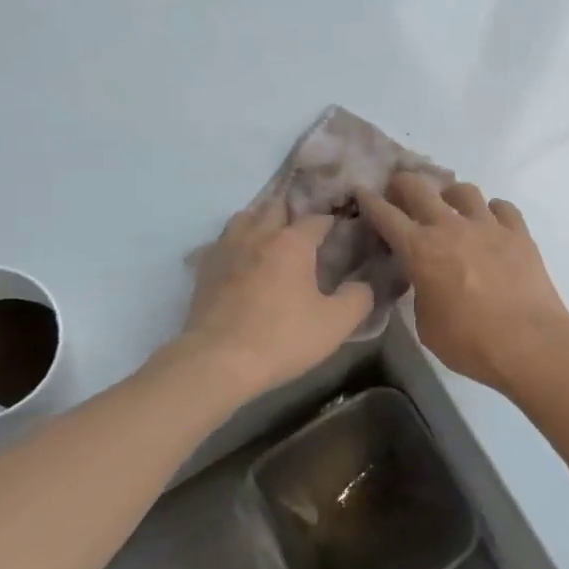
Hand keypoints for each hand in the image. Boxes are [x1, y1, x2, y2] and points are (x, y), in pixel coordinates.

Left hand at [175, 199, 375, 398]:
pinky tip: (242, 259)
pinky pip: (223, 241)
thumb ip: (358, 298)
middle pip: (277, 207)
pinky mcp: (205, 268)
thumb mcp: (335, 324)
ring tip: (272, 238)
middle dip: (294, 213)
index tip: (341, 232)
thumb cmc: (281, 338)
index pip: (317, 219)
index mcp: (292, 242)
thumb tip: (364, 283)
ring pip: (245, 217)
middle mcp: (258, 235)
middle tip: (307, 231)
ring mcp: (227, 248)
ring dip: (261, 220)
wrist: (217, 360)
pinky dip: (236, 242)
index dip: (332, 222)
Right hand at [356, 173, 568, 394]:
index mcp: (420, 249)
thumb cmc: (469, 342)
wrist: (529, 343)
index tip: (361, 191)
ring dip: (450, 195)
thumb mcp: (426, 324)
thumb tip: (426, 281)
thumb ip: (421, 293)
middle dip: (403, 184)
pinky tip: (491, 223)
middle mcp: (450, 227)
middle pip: (419, 188)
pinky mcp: (519, 233)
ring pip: (464, 190)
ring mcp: (487, 226)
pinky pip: (502, 208)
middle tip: (400, 191)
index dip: (369, 201)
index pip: (386, 215)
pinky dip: (492, 211)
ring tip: (450, 206)